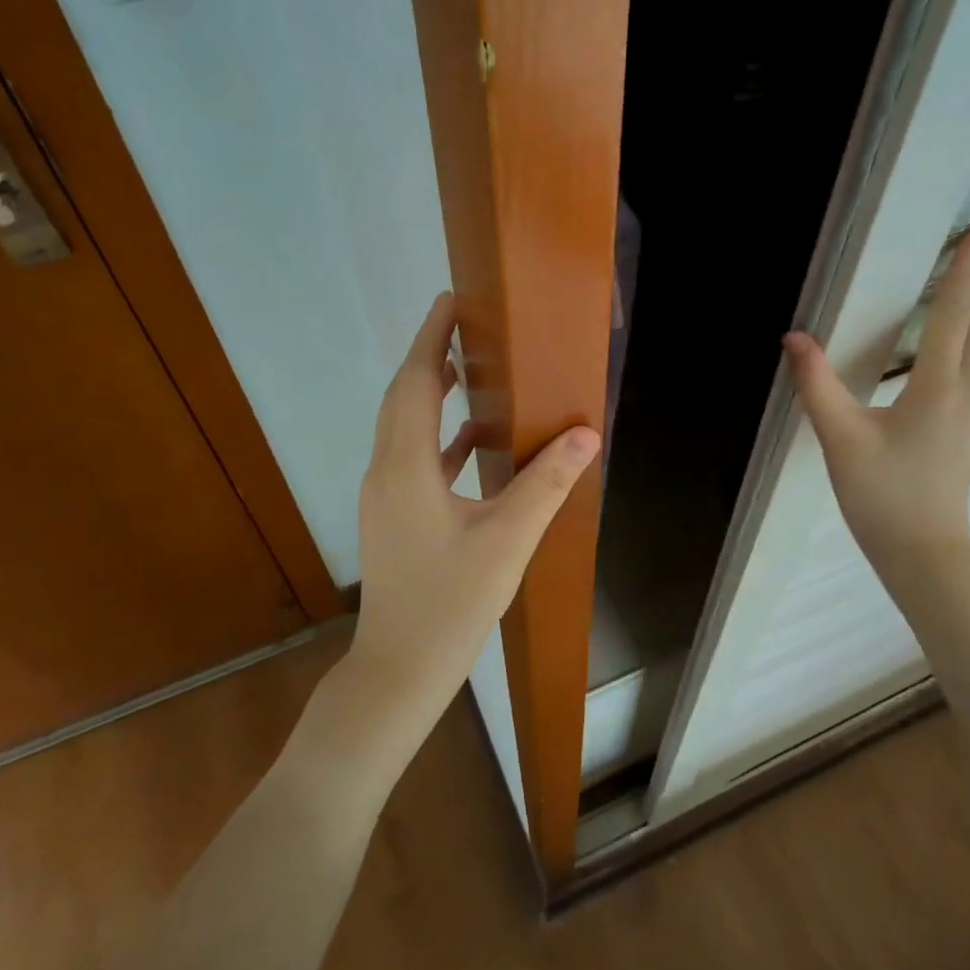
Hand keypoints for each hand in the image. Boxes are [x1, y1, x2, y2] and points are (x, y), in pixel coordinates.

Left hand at [349, 292, 600, 730]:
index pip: (414, 383)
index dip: (430, 339)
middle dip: (429, 356)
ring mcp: (385, 495)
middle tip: (463, 324)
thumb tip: (584, 434)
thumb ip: (546, 484)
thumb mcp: (506, 541)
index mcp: (406, 467)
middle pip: (403, 397)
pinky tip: (473, 440)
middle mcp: (386, 471)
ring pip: (405, 426)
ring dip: (431, 394)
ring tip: (468, 368)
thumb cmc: (450, 604)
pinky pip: (414, 458)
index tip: (449, 300)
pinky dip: (440, 437)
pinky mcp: (393, 516)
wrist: (398, 669)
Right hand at [783, 225, 969, 571]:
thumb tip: (794, 338)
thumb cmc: (883, 495)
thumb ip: (816, 384)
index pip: (952, 317)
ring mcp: (969, 414)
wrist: (924, 553)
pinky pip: (969, 371)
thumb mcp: (840, 438)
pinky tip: (953, 350)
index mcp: (939, 388)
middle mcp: (964, 394)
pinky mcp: (961, 431)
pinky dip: (967, 343)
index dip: (962, 272)